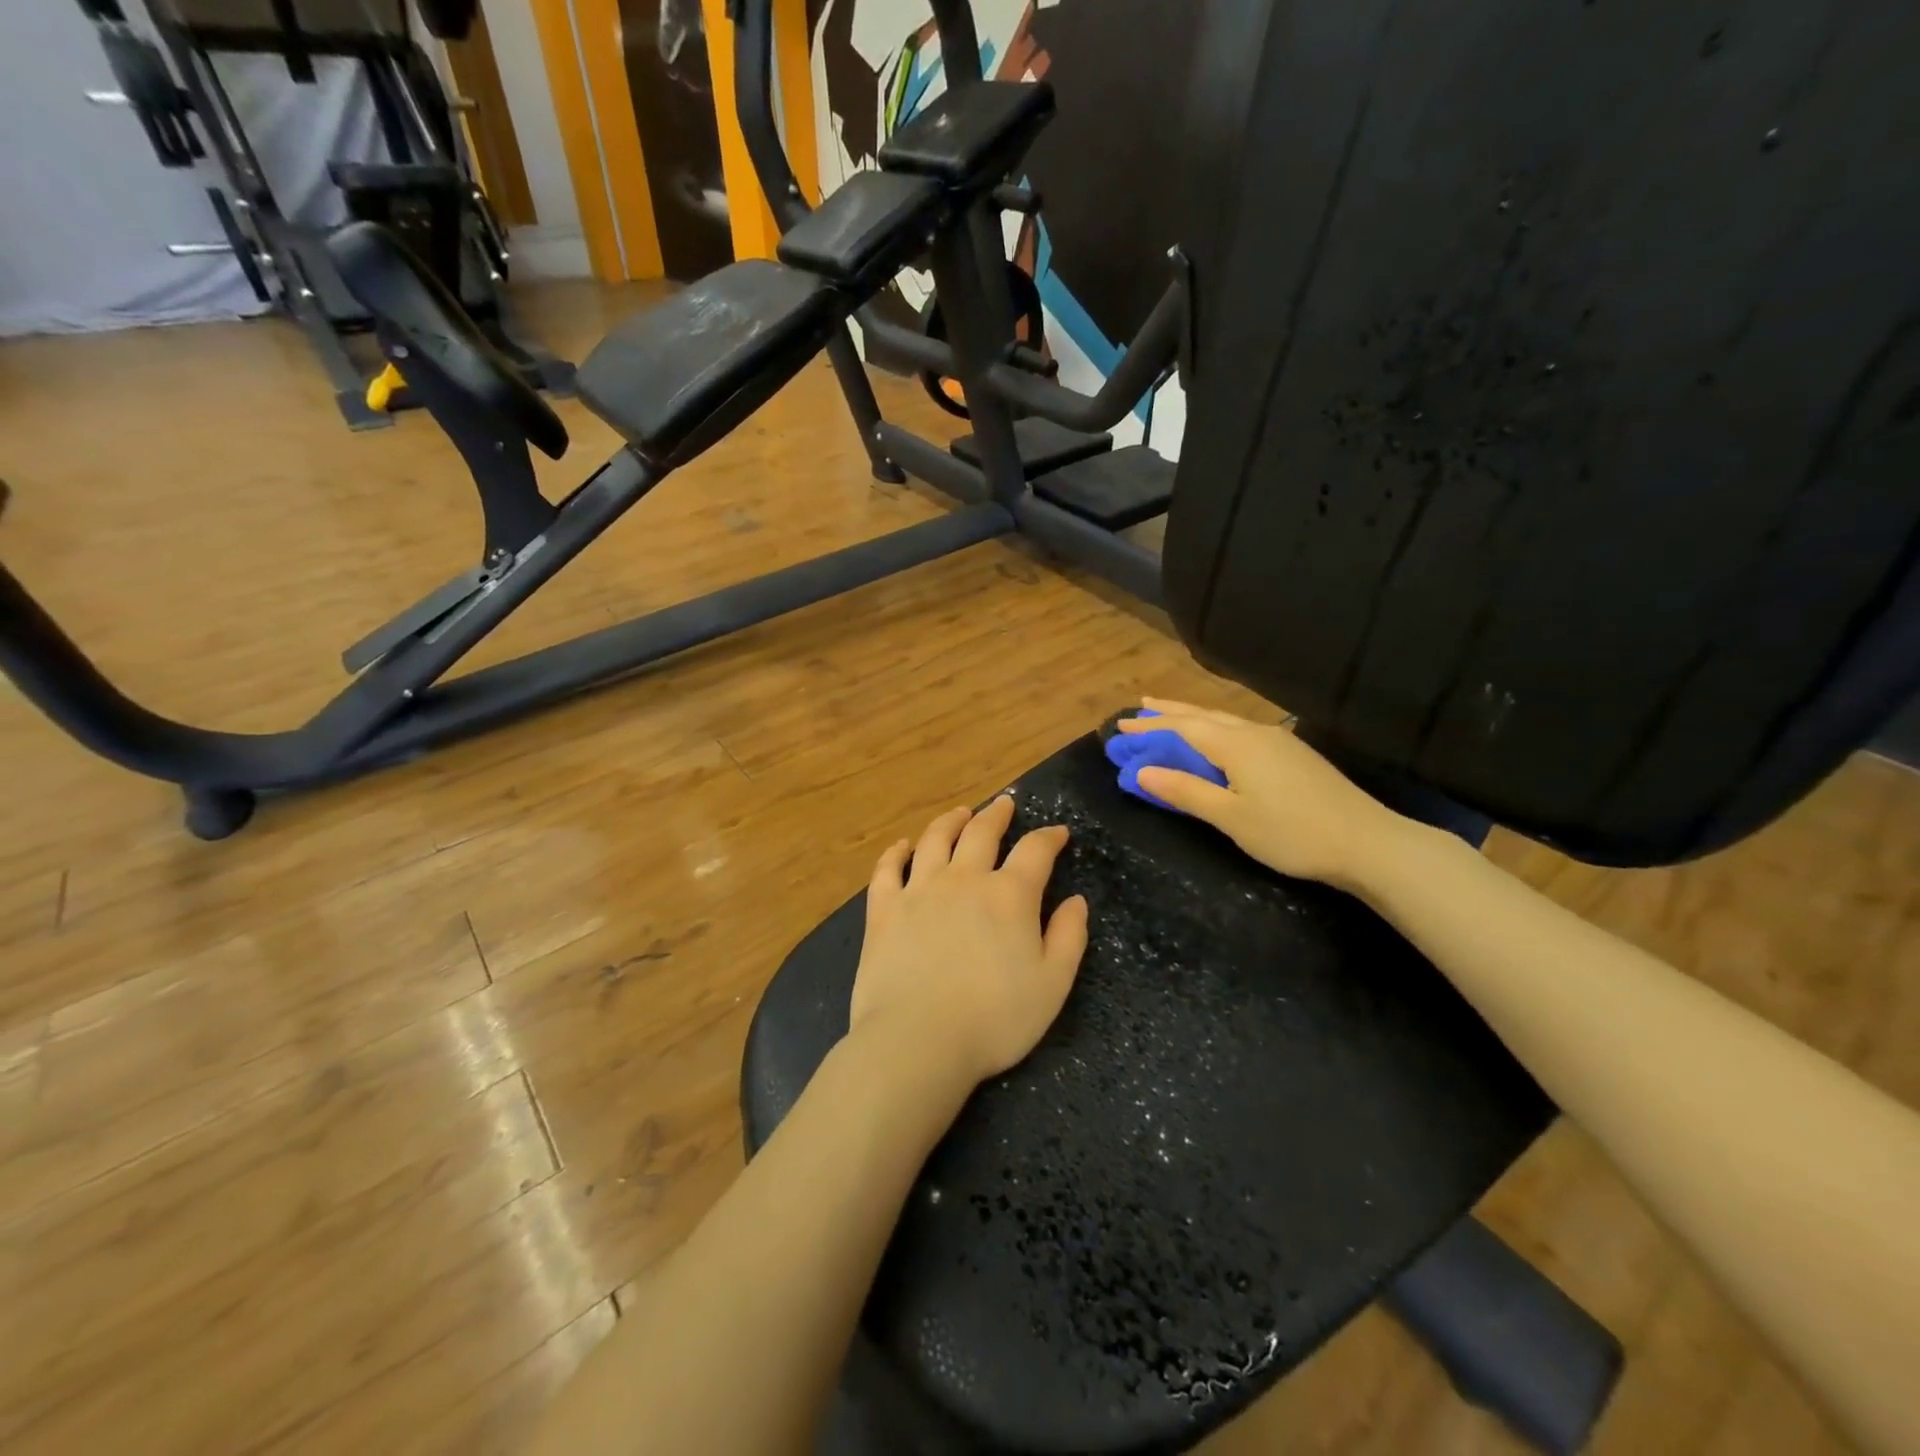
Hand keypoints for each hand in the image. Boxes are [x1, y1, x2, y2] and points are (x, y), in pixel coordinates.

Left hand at [849, 796, 1089, 1089]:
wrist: (918, 1040)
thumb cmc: (994, 1019)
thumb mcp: (1052, 985)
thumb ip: (1068, 938)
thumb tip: (1076, 901)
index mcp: (1009, 895)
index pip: (1035, 851)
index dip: (1049, 837)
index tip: (1058, 832)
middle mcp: (964, 879)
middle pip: (982, 832)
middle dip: (997, 815)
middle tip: (1005, 804)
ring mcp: (919, 890)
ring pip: (935, 840)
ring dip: (950, 821)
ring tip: (959, 813)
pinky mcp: (883, 909)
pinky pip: (887, 869)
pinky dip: (895, 853)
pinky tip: (901, 846)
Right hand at [1115, 698, 1410, 889]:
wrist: (1368, 843)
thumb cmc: (1292, 833)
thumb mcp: (1231, 817)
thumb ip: (1186, 791)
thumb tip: (1141, 771)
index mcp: (1236, 744)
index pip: (1181, 729)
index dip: (1148, 728)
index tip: (1119, 726)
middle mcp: (1254, 733)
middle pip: (1202, 716)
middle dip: (1167, 713)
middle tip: (1138, 708)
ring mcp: (1278, 741)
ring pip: (1224, 720)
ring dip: (1191, 716)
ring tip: (1168, 713)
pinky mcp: (1293, 755)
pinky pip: (1240, 730)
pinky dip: (1215, 728)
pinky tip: (1217, 735)